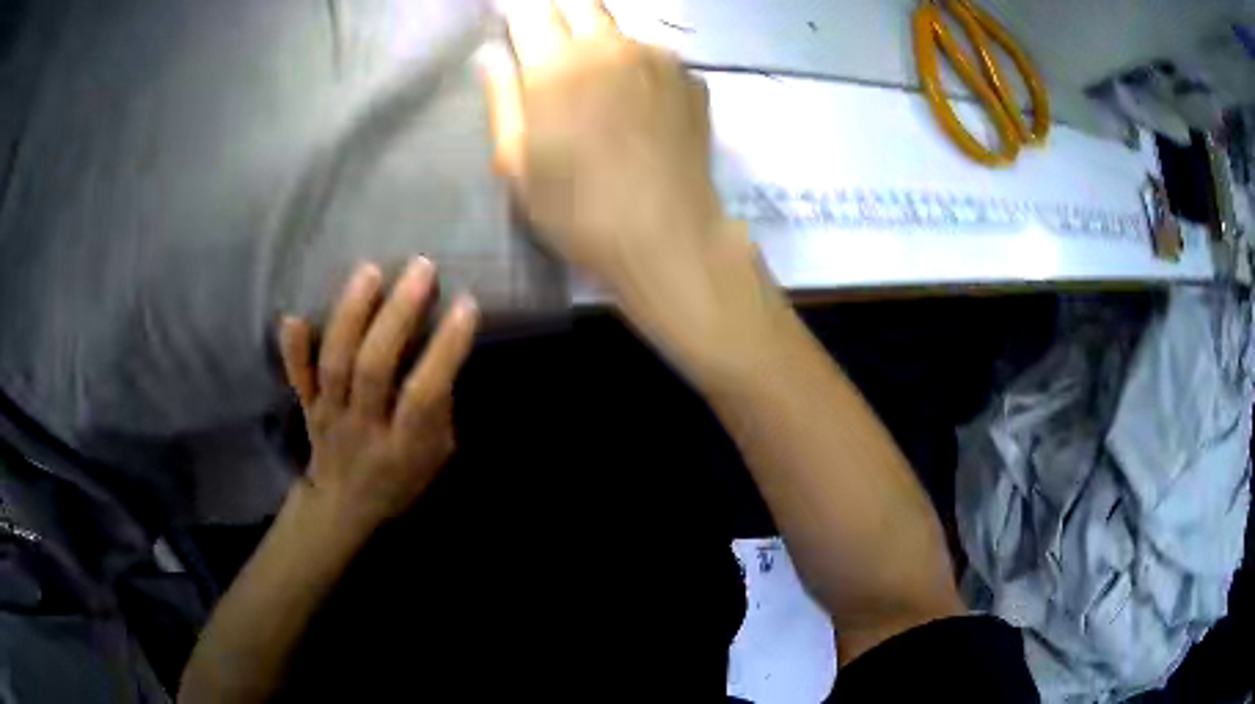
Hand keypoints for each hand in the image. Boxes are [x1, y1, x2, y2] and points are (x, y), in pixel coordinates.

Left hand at [278, 259, 478, 531]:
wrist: (344, 507)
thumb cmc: (401, 479)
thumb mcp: (437, 457)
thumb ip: (440, 411)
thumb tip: (442, 353)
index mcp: (404, 447)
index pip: (424, 395)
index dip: (446, 349)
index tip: (467, 304)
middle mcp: (364, 429)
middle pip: (374, 369)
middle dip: (397, 316)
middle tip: (421, 269)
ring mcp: (330, 417)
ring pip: (335, 364)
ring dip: (350, 316)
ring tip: (370, 271)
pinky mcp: (307, 409)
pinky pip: (297, 380)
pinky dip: (293, 350)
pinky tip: (293, 316)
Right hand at [484, 0, 726, 288]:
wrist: (670, 236)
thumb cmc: (579, 211)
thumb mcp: (517, 165)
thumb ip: (502, 99)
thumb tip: (492, 55)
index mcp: (556, 66)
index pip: (530, 12)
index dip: (517, 16)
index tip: (513, 31)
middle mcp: (610, 46)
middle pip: (579, 4)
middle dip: (558, 14)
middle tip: (550, 51)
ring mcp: (657, 58)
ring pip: (618, 29)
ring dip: (599, 42)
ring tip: (597, 86)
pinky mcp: (691, 77)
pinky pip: (652, 56)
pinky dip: (636, 67)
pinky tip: (638, 106)